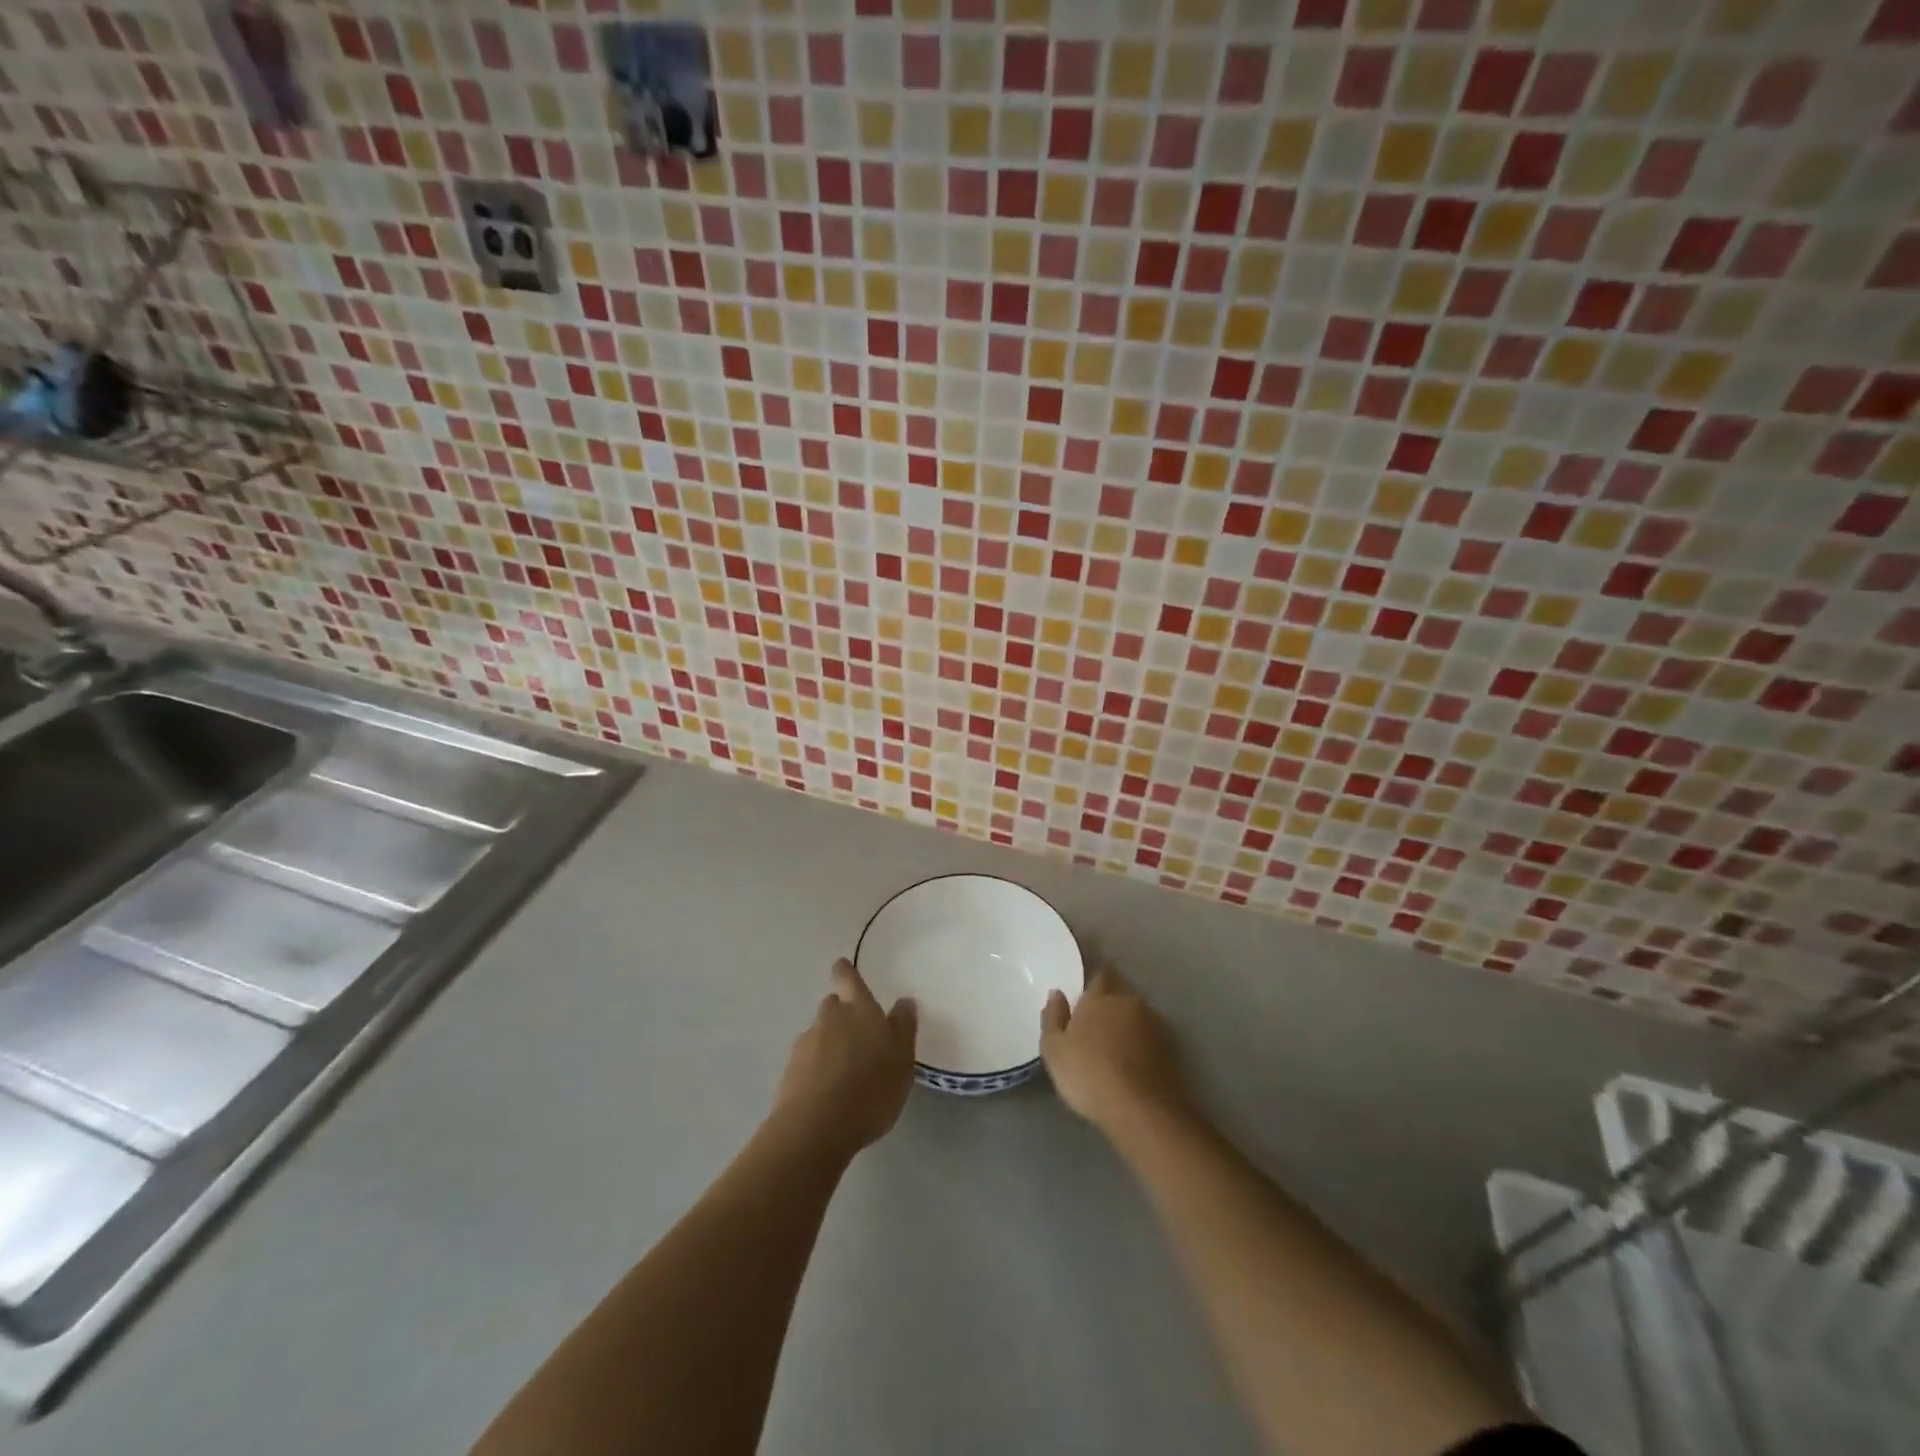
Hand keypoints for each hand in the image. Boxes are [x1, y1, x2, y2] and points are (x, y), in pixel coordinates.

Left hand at [773, 959, 916, 1156]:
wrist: (815, 1128)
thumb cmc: (870, 1088)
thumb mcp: (902, 1059)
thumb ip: (903, 1027)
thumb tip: (904, 1000)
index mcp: (859, 1009)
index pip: (848, 978)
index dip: (845, 972)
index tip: (842, 967)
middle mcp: (829, 1018)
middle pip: (832, 1005)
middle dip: (842, 1013)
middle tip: (858, 1034)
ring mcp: (805, 1044)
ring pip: (819, 1034)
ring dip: (830, 1043)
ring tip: (846, 1070)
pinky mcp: (789, 1073)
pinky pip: (807, 1061)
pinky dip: (817, 1068)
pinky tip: (829, 1091)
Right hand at [1040, 969, 1189, 1133]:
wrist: (1142, 1110)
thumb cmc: (1089, 1075)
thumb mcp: (1054, 1050)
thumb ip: (1053, 1017)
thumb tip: (1056, 993)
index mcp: (1100, 997)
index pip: (1100, 976)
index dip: (1093, 985)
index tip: (1085, 999)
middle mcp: (1130, 1003)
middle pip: (1121, 994)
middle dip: (1111, 1004)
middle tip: (1097, 1025)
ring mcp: (1155, 1025)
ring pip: (1138, 1016)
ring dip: (1128, 1025)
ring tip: (1116, 1048)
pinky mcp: (1172, 1049)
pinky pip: (1152, 1038)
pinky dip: (1143, 1045)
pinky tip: (1134, 1064)